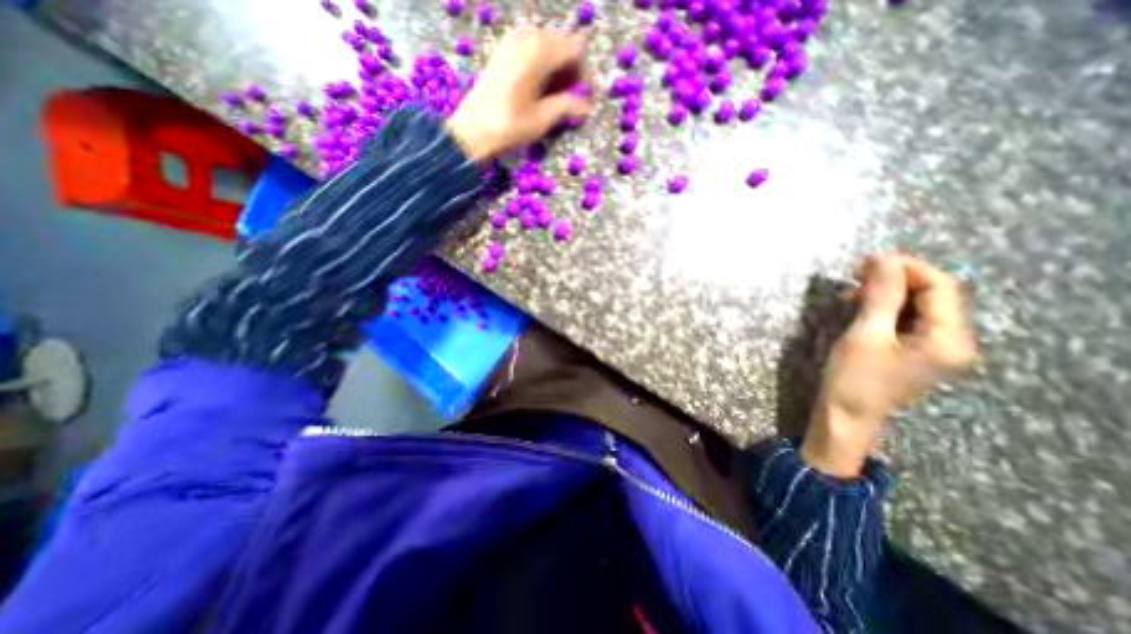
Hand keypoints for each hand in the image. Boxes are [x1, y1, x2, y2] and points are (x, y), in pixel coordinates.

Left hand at [446, 25, 594, 159]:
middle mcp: (527, 37)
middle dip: (569, 70)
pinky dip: (540, 65)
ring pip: (546, 46)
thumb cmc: (510, 126)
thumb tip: (587, 106)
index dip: (583, 72)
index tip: (581, 97)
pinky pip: (530, 49)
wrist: (472, 130)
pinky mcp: (502, 50)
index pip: (575, 48)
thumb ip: (568, 106)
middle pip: (561, 43)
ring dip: (555, 68)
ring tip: (552, 96)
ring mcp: (512, 41)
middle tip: (568, 99)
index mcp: (539, 51)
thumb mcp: (543, 119)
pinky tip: (537, 88)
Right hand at [800, 255, 977, 477]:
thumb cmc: (854, 378)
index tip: (868, 260)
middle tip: (856, 274)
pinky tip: (863, 308)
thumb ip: (881, 295)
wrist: (845, 414)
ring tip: (853, 293)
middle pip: (934, 294)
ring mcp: (937, 347)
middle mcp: (954, 341)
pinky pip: (909, 319)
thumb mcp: (866, 334)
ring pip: (919, 305)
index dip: (907, 268)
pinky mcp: (917, 351)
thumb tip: (883, 258)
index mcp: (950, 338)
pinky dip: (886, 307)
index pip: (940, 287)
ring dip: (888, 293)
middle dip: (896, 279)